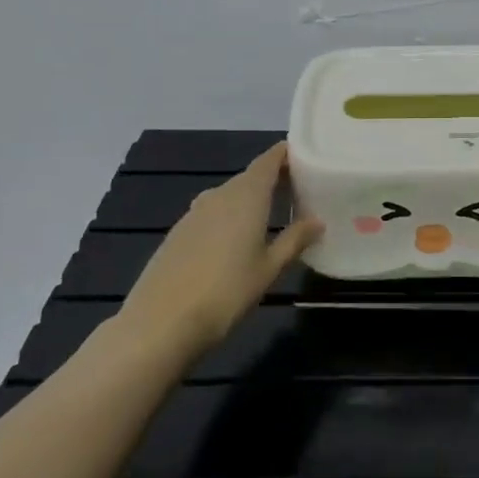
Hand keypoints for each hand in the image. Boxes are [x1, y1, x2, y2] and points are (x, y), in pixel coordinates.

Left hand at [113, 143, 321, 358]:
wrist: (160, 323)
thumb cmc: (226, 292)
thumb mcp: (269, 268)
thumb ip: (295, 240)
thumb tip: (318, 221)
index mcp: (247, 195)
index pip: (269, 160)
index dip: (287, 154)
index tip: (307, 157)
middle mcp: (220, 194)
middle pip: (250, 176)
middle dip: (273, 179)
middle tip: (299, 191)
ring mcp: (194, 212)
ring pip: (230, 195)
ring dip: (250, 199)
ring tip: (272, 216)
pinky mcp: (178, 232)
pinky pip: (212, 213)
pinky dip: (229, 216)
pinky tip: (236, 241)